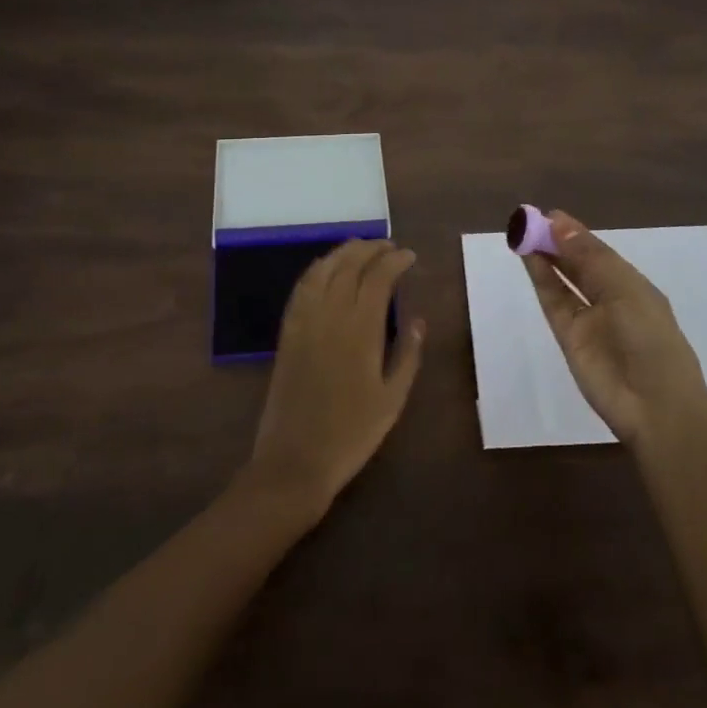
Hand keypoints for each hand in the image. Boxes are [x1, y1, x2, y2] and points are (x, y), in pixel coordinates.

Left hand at [244, 240, 425, 519]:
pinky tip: (327, 269)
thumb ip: (408, 354)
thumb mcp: (393, 399)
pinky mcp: (287, 331)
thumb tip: (419, 320)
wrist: (295, 460)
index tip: (410, 256)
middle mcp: (331, 314)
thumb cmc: (352, 433)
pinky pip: (302, 287)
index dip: (395, 260)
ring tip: (362, 248)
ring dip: (344, 252)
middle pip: (350, 265)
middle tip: (389, 247)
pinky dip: (318, 269)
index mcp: (361, 329)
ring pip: (324, 269)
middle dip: (371, 249)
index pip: (379, 277)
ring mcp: (305, 320)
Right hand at [523, 211, 706, 446]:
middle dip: (556, 242)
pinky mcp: (569, 337)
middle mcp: (610, 298)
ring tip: (523, 233)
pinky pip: (553, 301)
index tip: (549, 214)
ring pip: (562, 280)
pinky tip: (528, 257)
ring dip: (545, 257)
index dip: (575, 233)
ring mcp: (588, 319)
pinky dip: (541, 278)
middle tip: (529, 220)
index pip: (599, 252)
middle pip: (578, 264)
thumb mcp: (625, 289)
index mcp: (632, 285)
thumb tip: (558, 223)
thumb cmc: (651, 339)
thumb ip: (589, 257)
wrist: (654, 406)